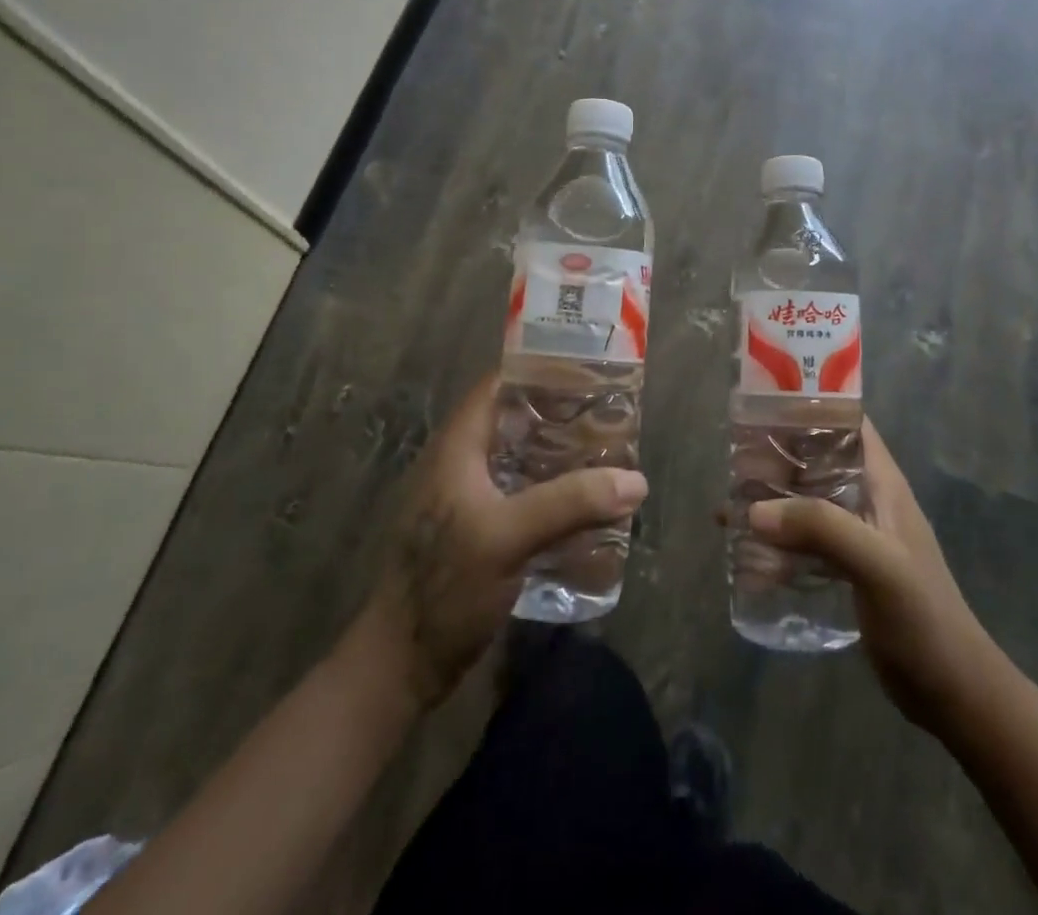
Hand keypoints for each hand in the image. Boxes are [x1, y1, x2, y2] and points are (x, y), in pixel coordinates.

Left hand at [355, 377, 648, 710]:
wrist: (401, 667)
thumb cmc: (445, 587)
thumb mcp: (508, 538)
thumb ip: (570, 504)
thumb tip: (635, 480)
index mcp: (457, 447)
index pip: (498, 385)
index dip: (540, 371)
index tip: (588, 372)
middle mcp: (461, 463)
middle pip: (515, 420)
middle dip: (561, 415)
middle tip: (608, 416)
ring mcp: (468, 499)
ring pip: (521, 459)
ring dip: (560, 455)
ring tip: (606, 454)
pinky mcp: (478, 532)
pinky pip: (522, 494)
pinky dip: (552, 490)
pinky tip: (584, 503)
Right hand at [748, 418, 992, 733]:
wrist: (953, 693)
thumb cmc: (923, 618)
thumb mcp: (876, 564)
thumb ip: (821, 528)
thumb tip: (754, 510)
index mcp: (882, 483)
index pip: (847, 424)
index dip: (810, 407)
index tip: (763, 406)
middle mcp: (868, 500)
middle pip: (817, 461)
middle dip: (776, 458)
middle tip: (732, 463)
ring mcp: (857, 536)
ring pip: (806, 502)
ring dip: (771, 503)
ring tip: (728, 509)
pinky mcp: (847, 569)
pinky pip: (805, 543)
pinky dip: (777, 545)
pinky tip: (746, 559)